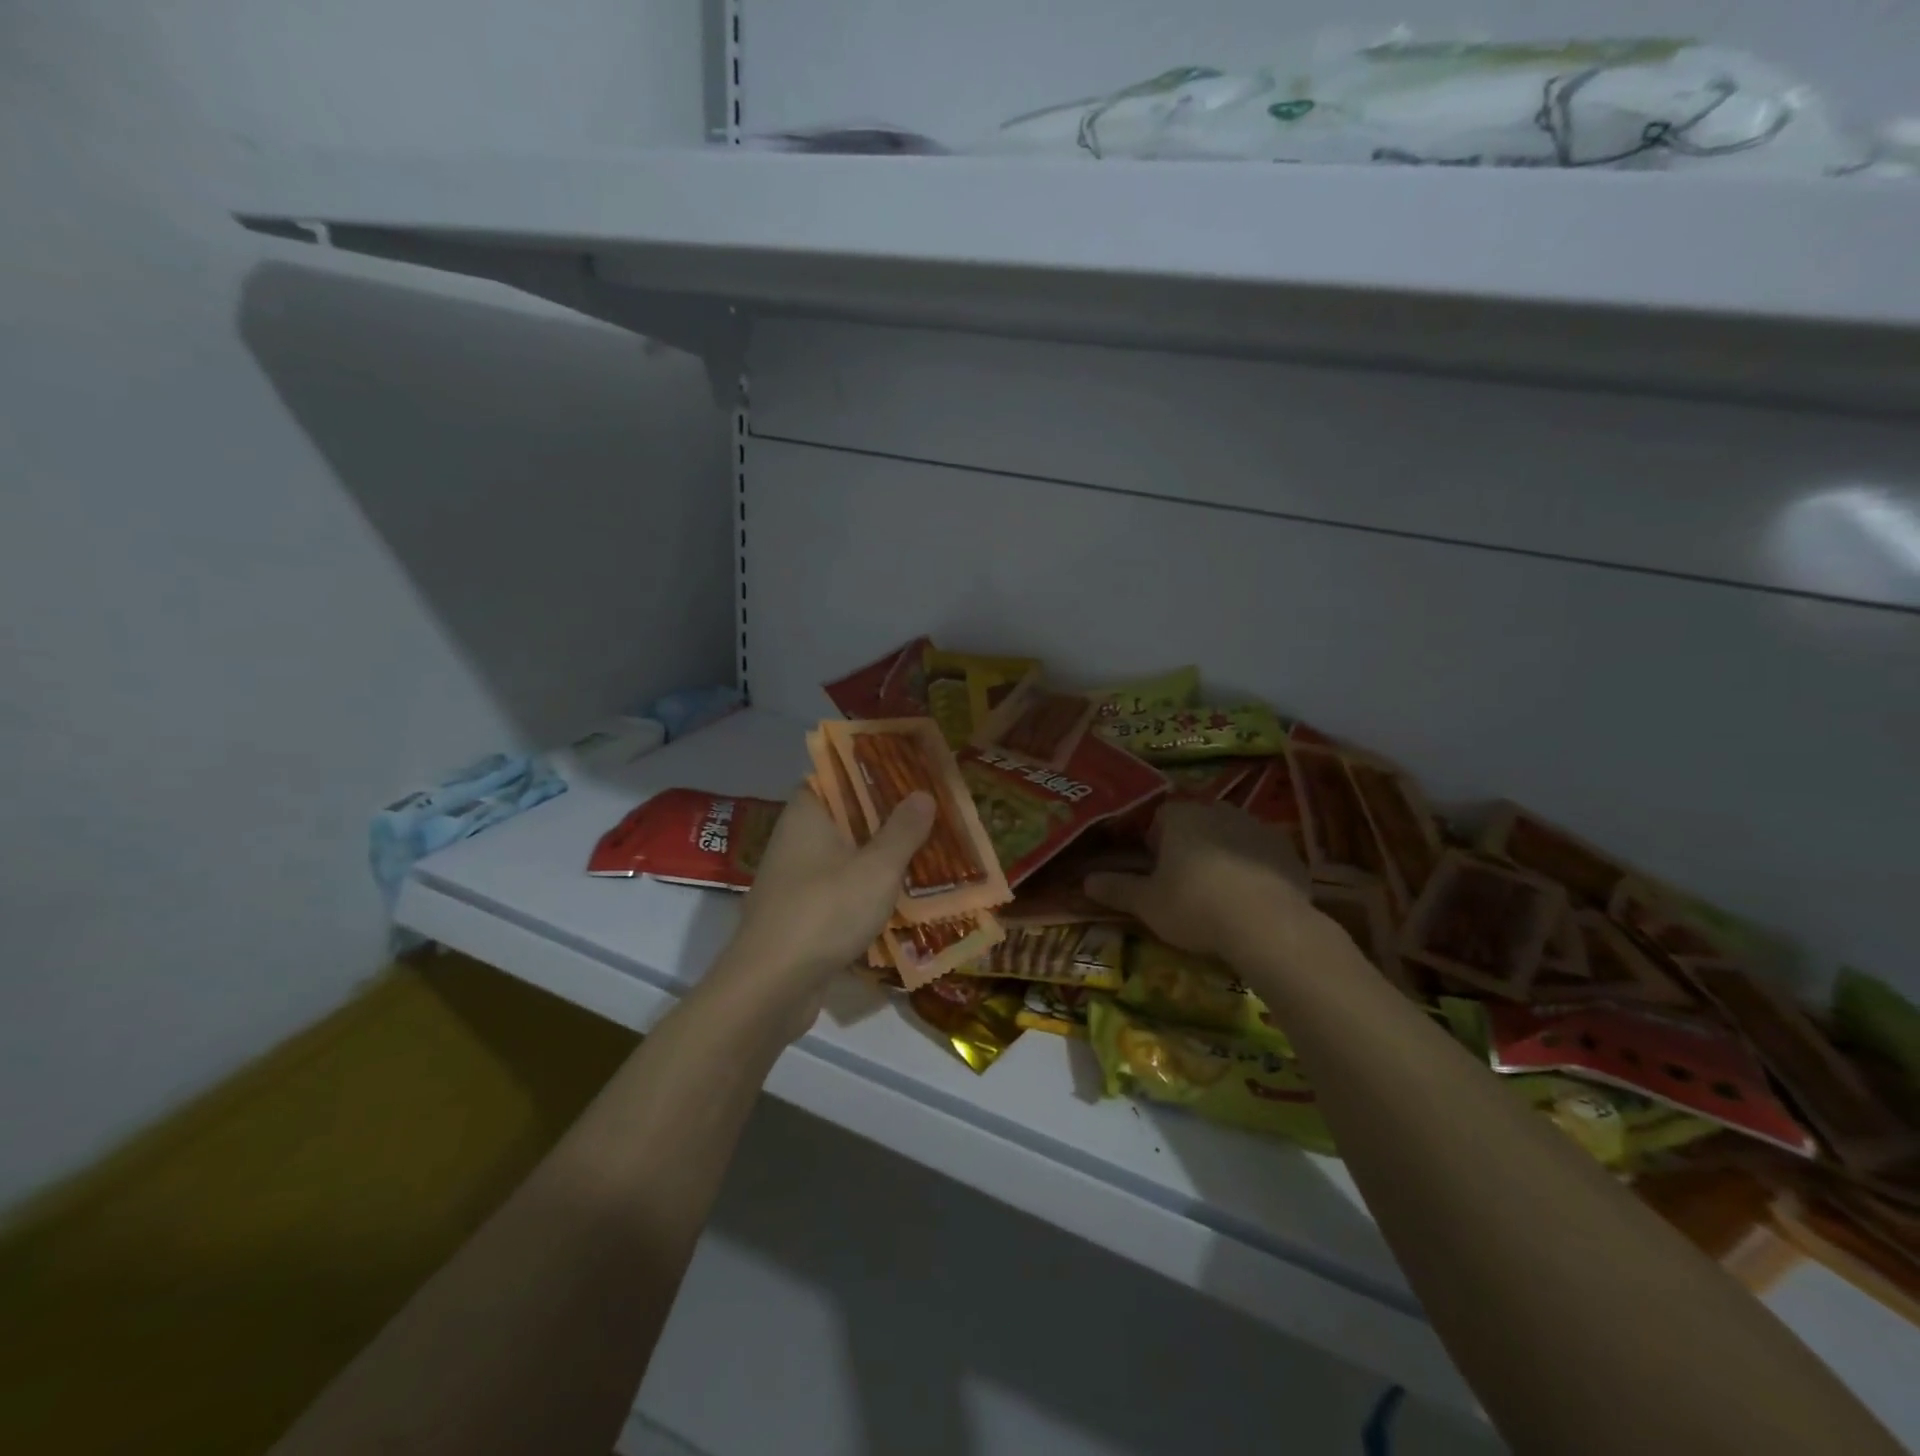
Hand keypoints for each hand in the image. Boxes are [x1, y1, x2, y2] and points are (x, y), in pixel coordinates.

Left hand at [705, 785, 934, 1041]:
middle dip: (887, 815)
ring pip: (846, 854)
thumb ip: (902, 830)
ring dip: (881, 854)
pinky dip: (868, 888)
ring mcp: (796, 878)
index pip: (837, 774)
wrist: (771, 986)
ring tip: (927, 849)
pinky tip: (902, 895)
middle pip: (846, 815)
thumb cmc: (825, 912)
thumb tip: (923, 794)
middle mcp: (797, 838)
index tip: (909, 771)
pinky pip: (841, 888)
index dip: (872, 769)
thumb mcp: (876, 868)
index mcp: (808, 813)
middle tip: (931, 810)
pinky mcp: (802, 912)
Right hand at [1084, 800, 1313, 963]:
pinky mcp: (1287, 851)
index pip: (1159, 816)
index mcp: (1181, 816)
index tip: (1153, 868)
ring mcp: (1257, 828)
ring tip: (1217, 891)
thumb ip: (1116, 888)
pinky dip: (1251, 869)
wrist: (1267, 925)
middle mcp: (1219, 811)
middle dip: (1188, 845)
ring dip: (1221, 854)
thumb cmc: (1195, 906)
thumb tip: (1085, 881)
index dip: (1152, 841)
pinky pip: (1260, 854)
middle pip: (1196, 822)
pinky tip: (1249, 899)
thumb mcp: (1147, 903)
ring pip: (1229, 835)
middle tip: (1182, 881)